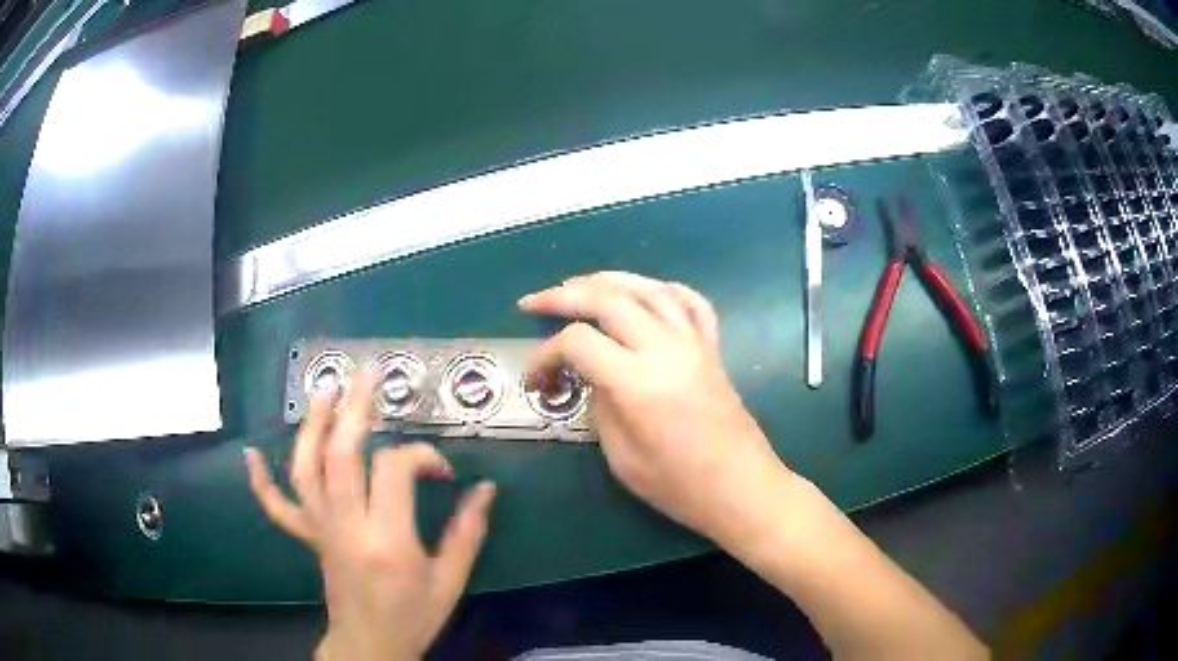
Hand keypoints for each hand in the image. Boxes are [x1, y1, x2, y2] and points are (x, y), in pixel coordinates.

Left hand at [244, 374, 495, 660]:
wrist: (371, 645)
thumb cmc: (414, 616)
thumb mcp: (450, 580)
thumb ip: (468, 532)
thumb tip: (485, 488)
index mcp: (388, 539)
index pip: (395, 470)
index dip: (422, 456)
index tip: (443, 470)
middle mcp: (347, 526)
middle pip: (342, 455)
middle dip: (354, 409)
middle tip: (367, 375)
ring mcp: (321, 530)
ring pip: (307, 470)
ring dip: (312, 426)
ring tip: (323, 391)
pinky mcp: (308, 538)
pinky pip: (278, 507)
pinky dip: (261, 481)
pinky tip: (252, 454)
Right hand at [519, 272, 786, 543]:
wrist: (742, 488)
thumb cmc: (680, 487)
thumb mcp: (622, 458)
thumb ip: (600, 407)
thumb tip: (591, 377)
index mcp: (638, 381)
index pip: (578, 342)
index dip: (545, 355)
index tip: (532, 378)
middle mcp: (666, 348)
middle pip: (608, 299)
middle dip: (563, 295)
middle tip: (534, 303)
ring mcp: (694, 343)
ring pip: (648, 288)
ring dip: (608, 281)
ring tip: (578, 285)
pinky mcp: (712, 348)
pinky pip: (690, 302)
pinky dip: (663, 289)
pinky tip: (645, 292)